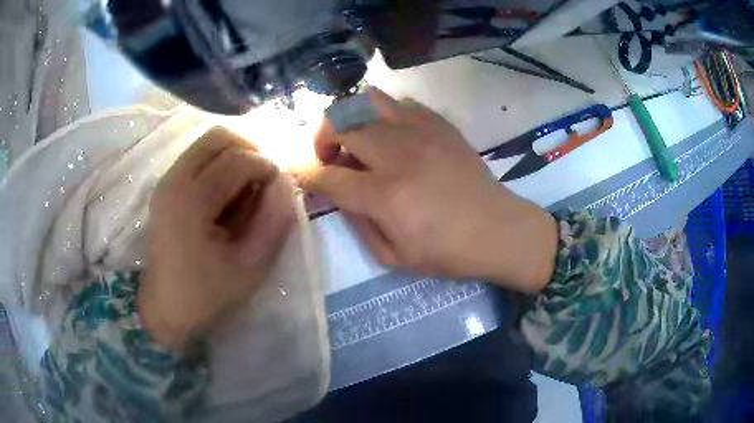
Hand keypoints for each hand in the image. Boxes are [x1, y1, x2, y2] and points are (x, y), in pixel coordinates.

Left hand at [139, 127, 294, 350]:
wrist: (165, 308)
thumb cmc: (208, 294)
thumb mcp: (252, 267)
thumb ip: (275, 221)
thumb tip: (285, 182)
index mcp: (192, 200)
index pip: (239, 160)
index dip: (267, 168)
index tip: (279, 190)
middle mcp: (175, 179)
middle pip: (219, 137)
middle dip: (250, 150)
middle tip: (263, 180)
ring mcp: (166, 180)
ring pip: (207, 142)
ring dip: (234, 155)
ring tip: (245, 187)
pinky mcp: (165, 186)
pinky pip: (197, 156)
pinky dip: (218, 164)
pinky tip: (225, 193)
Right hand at [297, 89, 557, 293]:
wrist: (499, 230)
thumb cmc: (448, 252)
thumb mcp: (394, 256)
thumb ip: (359, 222)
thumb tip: (341, 194)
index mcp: (385, 194)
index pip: (327, 175)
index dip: (305, 172)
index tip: (298, 171)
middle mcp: (397, 154)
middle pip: (340, 122)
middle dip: (322, 138)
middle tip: (331, 158)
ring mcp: (421, 132)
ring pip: (367, 100)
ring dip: (351, 118)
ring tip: (358, 139)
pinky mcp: (440, 124)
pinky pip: (400, 103)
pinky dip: (384, 115)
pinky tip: (392, 135)